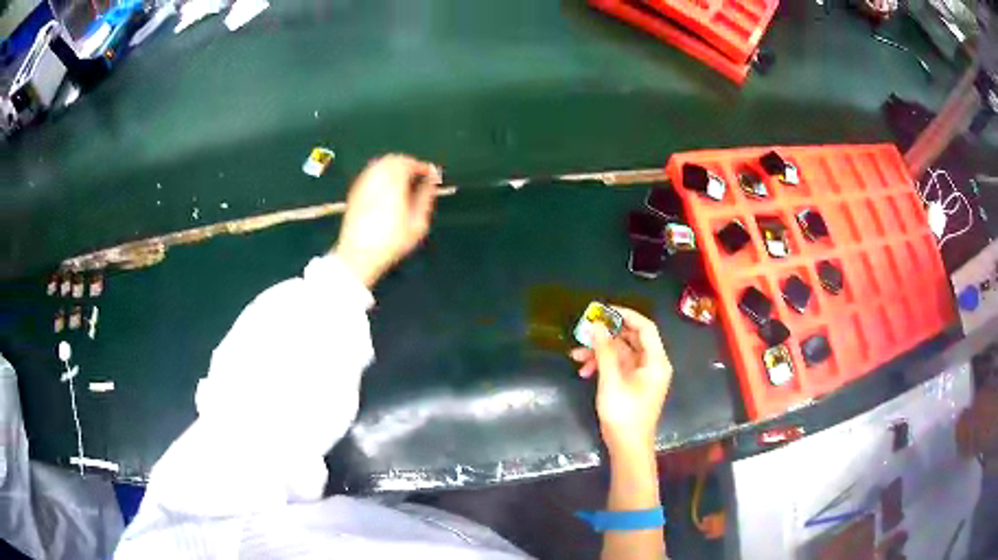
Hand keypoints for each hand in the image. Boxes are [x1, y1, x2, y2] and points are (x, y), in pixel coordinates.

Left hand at [335, 154, 442, 287]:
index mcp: (393, 183)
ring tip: (404, 182)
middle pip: (393, 159)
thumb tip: (433, 179)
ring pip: (379, 164)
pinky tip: (387, 189)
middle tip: (419, 177)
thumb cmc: (392, 242)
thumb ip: (426, 196)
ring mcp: (362, 184)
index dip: (422, 166)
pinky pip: (370, 174)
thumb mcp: (417, 223)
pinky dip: (381, 174)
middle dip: (408, 164)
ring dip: (394, 168)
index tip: (432, 175)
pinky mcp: (354, 192)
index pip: (409, 163)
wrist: (358, 256)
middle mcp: (376, 178)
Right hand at [570, 307, 672, 454]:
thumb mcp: (611, 380)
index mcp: (655, 361)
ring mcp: (642, 375)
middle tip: (585, 331)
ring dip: (600, 352)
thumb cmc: (624, 414)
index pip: (645, 327)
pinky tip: (584, 371)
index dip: (625, 315)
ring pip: (621, 353)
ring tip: (575, 355)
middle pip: (631, 339)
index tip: (603, 310)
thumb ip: (605, 351)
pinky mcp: (633, 385)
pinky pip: (619, 367)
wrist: (628, 447)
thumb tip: (596, 325)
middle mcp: (652, 364)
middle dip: (606, 335)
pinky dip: (603, 365)